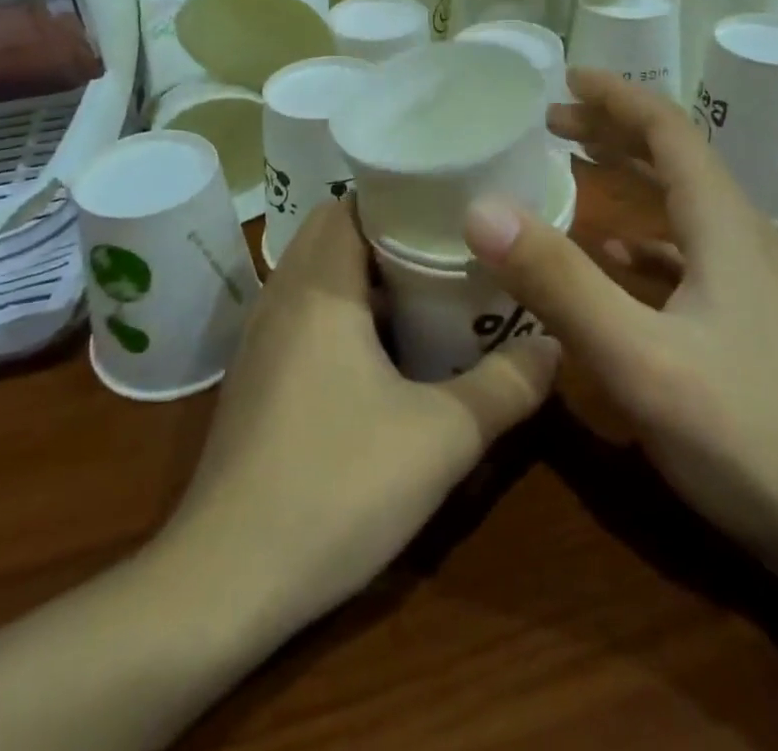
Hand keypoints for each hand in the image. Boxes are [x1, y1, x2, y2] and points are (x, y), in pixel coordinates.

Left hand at [163, 198, 558, 633]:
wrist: (223, 582)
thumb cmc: (335, 488)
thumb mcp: (442, 438)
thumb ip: (506, 386)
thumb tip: (554, 345)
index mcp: (318, 287)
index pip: (350, 202)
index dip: (400, 195)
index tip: (450, 206)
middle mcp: (281, 296)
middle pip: (333, 231)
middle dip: (390, 233)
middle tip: (449, 249)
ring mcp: (260, 338)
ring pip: (316, 273)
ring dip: (365, 273)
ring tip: (427, 290)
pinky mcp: (255, 376)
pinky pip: (303, 311)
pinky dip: (342, 308)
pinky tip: (382, 351)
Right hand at [463, 69, 777, 554]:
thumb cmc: (742, 433)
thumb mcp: (636, 356)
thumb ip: (558, 281)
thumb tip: (481, 208)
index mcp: (721, 224)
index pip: (668, 131)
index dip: (618, 97)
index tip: (567, 77)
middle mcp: (739, 237)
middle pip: (675, 158)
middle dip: (614, 130)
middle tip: (553, 119)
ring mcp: (747, 282)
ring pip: (681, 203)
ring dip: (629, 176)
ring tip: (576, 166)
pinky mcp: (743, 320)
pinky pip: (687, 252)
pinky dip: (645, 236)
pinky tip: (616, 257)